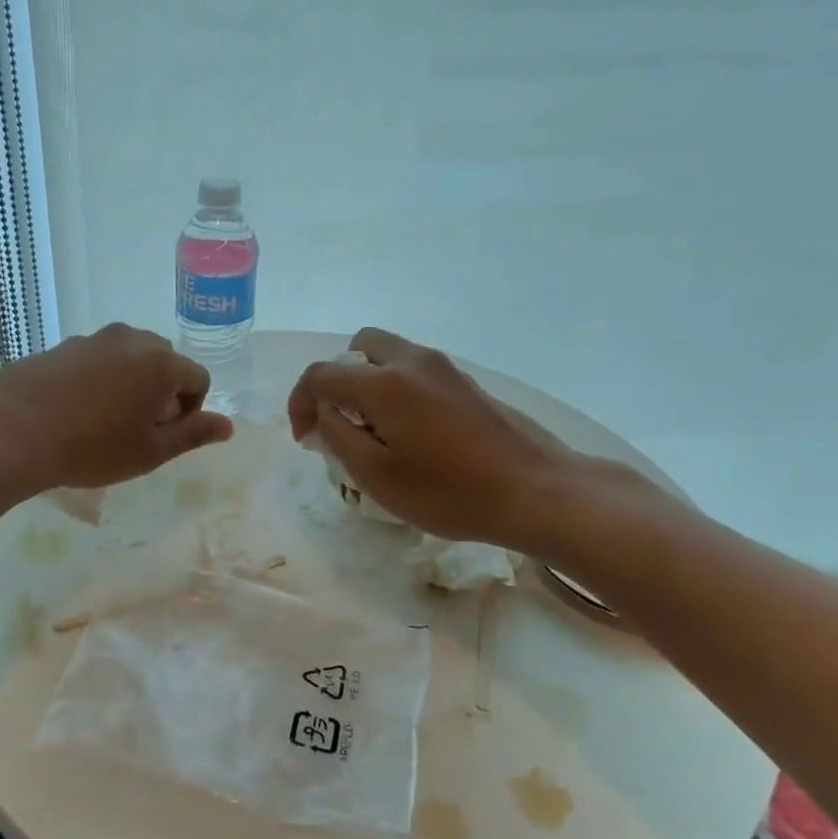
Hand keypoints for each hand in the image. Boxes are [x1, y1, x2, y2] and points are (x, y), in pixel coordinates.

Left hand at [0, 324, 232, 492]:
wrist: (12, 430)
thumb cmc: (93, 447)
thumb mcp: (150, 451)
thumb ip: (193, 435)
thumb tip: (228, 426)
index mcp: (162, 363)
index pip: (197, 379)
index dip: (190, 411)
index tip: (164, 436)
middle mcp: (132, 340)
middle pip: (164, 362)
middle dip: (161, 392)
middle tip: (137, 428)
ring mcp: (93, 339)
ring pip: (128, 358)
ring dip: (129, 383)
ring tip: (104, 420)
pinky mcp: (62, 346)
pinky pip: (95, 360)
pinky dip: (97, 380)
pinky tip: (74, 410)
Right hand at [287, 328, 609, 551]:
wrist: (536, 491)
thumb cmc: (449, 491)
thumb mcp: (377, 476)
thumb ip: (338, 437)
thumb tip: (323, 414)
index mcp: (383, 382)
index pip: (321, 374)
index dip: (301, 403)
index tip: (305, 439)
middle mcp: (412, 361)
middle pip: (358, 347)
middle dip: (337, 379)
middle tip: (340, 421)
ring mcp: (444, 368)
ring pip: (389, 355)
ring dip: (368, 382)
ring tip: (373, 430)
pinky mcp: (466, 382)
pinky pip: (415, 370)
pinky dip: (396, 388)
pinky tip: (410, 432)